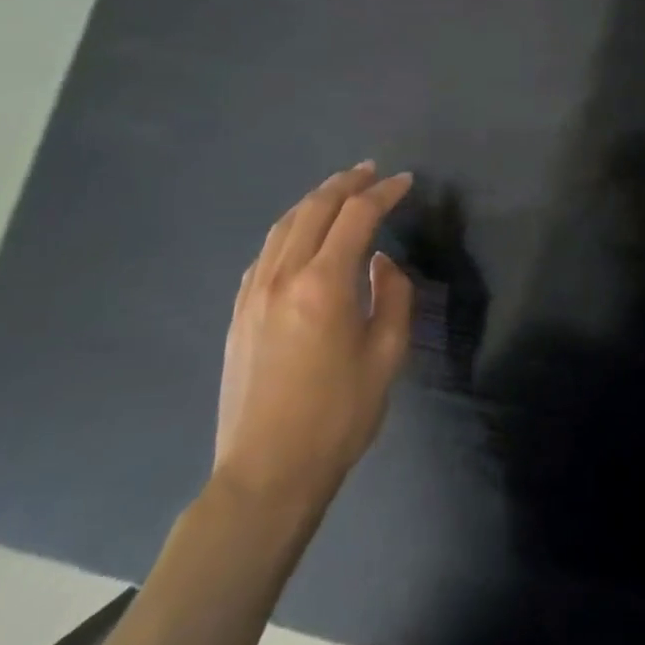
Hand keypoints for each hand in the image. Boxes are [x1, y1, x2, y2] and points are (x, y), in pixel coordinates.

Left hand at [212, 163, 415, 534]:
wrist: (267, 472)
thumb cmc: (338, 416)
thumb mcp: (386, 356)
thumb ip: (392, 297)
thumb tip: (381, 263)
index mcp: (324, 283)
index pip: (357, 216)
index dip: (383, 193)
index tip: (405, 181)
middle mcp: (283, 276)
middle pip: (314, 208)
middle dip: (346, 183)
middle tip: (371, 171)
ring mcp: (254, 292)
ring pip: (284, 225)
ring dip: (315, 200)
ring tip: (339, 190)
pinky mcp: (239, 312)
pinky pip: (265, 253)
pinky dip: (290, 230)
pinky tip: (302, 236)